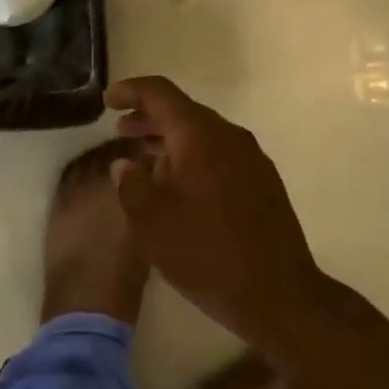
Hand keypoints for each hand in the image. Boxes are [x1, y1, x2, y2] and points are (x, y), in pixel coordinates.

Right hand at [106, 76, 325, 356]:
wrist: (281, 297)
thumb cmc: (207, 253)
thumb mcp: (151, 221)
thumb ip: (130, 184)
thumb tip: (126, 165)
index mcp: (200, 135)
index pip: (160, 93)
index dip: (130, 90)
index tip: (107, 101)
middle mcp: (229, 136)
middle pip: (182, 111)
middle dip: (149, 117)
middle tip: (121, 130)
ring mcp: (251, 159)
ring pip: (202, 134)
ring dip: (170, 140)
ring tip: (144, 159)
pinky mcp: (263, 183)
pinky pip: (219, 155)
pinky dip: (192, 157)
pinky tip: (179, 186)